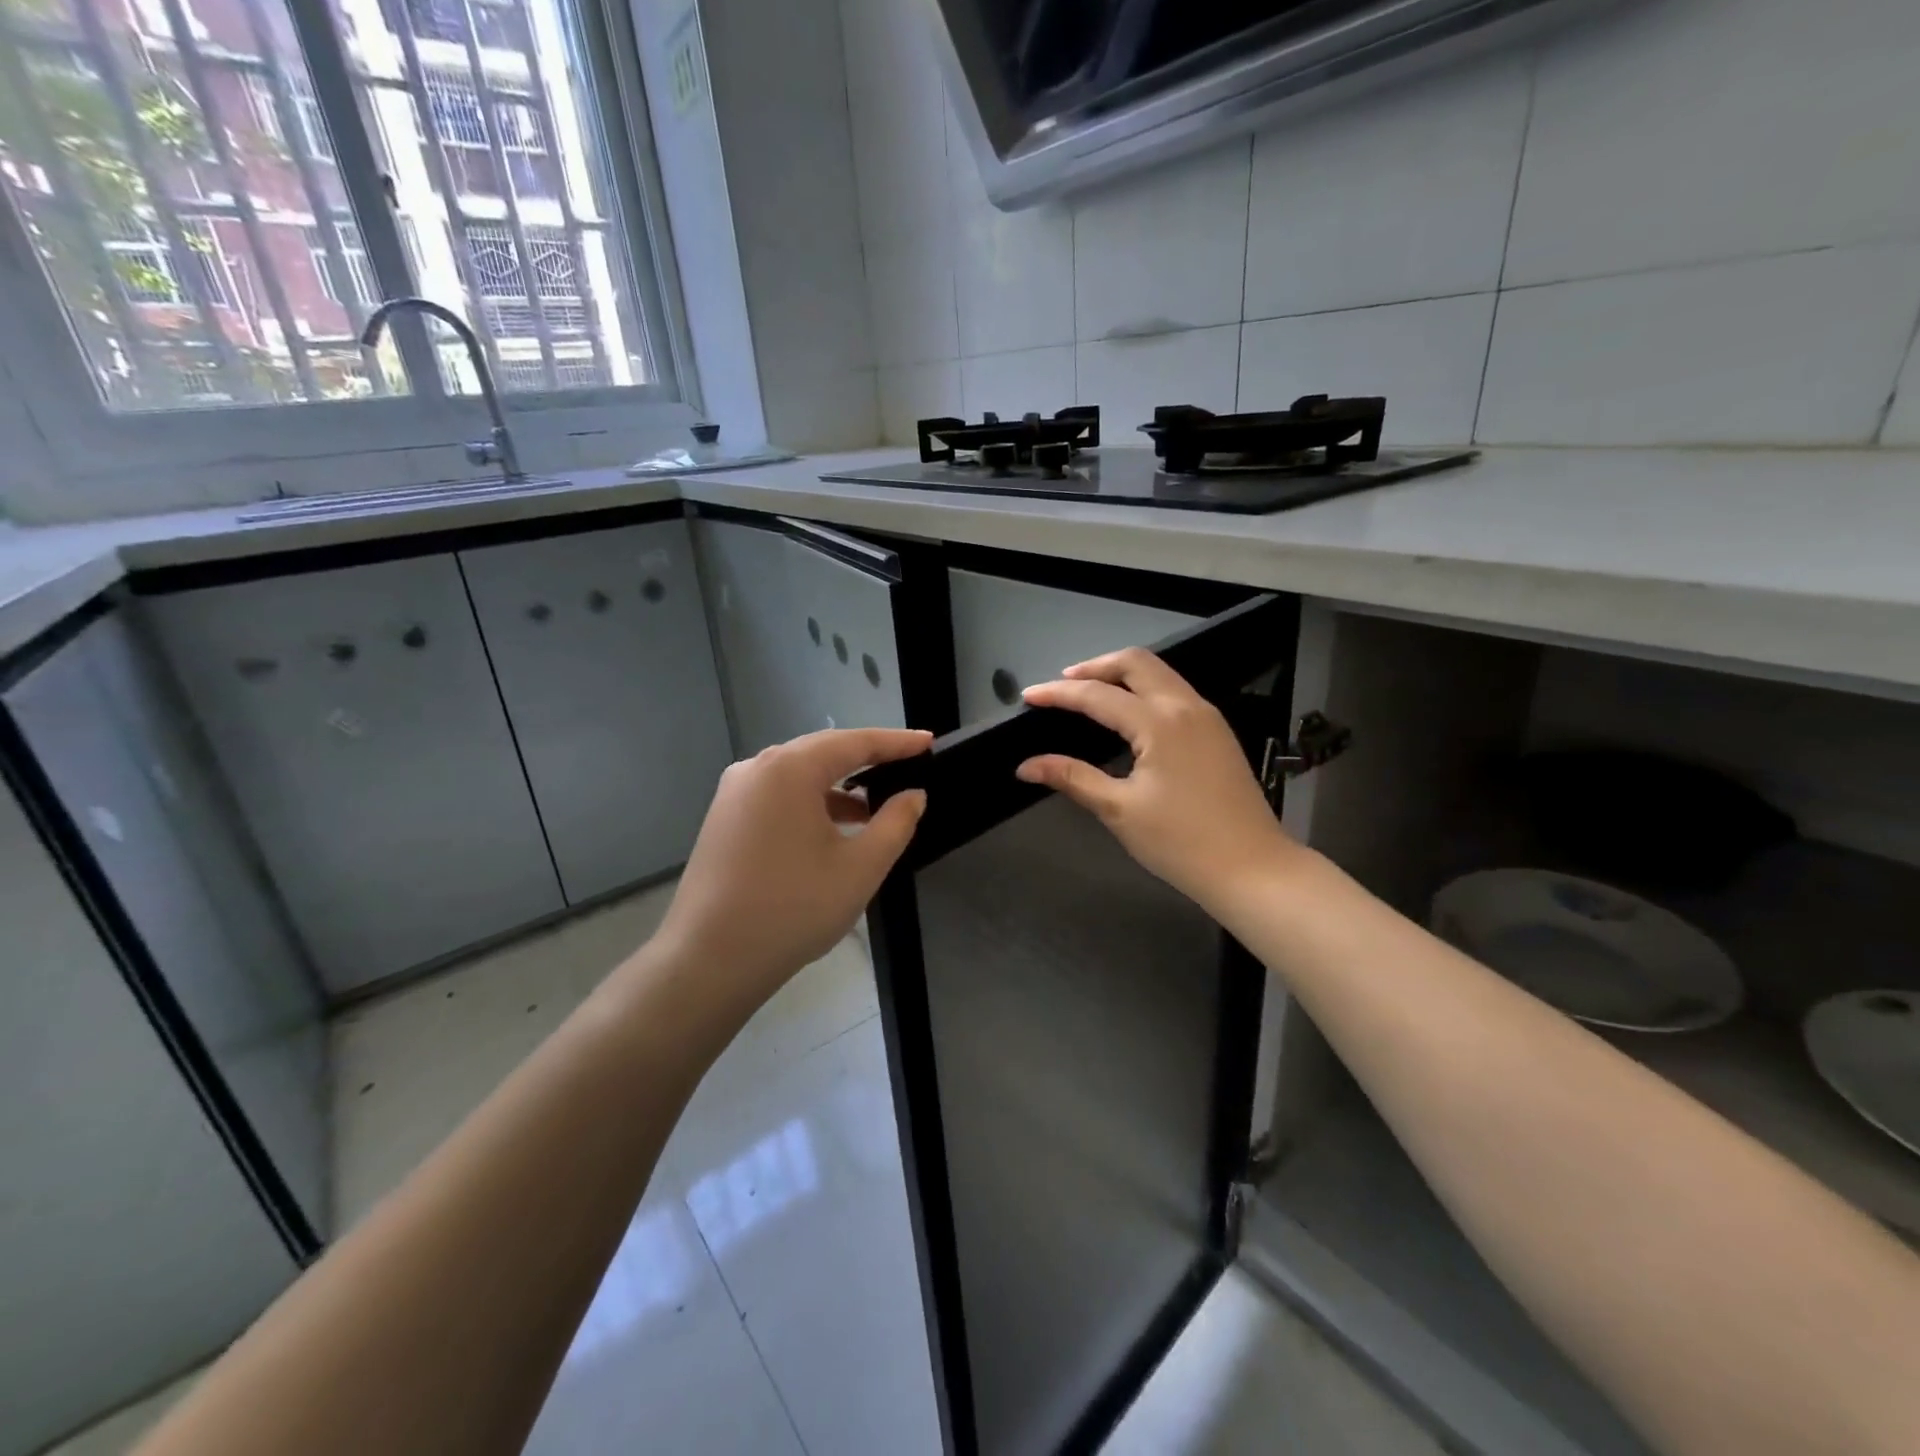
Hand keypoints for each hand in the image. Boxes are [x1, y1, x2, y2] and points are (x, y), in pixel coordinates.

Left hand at [655, 728, 929, 1005]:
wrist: (709, 961)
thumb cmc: (793, 909)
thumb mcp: (860, 867)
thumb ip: (895, 823)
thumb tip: (912, 795)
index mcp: (789, 769)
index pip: (854, 742)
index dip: (896, 742)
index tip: (929, 741)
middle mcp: (756, 769)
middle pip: (822, 752)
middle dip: (867, 759)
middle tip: (907, 766)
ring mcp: (734, 794)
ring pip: (798, 776)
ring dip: (839, 786)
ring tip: (876, 808)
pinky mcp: (724, 819)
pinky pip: (778, 796)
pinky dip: (811, 803)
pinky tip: (833, 830)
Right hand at [1017, 649, 1300, 918]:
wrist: (1252, 868)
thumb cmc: (1180, 842)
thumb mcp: (1119, 810)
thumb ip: (1072, 778)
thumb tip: (1026, 766)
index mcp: (1159, 723)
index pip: (1098, 695)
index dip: (1058, 694)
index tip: (1028, 697)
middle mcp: (1185, 706)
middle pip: (1136, 662)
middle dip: (1095, 667)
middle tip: (1062, 685)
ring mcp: (1207, 716)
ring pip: (1160, 673)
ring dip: (1122, 674)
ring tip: (1090, 692)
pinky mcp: (1217, 731)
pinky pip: (1175, 690)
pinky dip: (1145, 688)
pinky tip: (1128, 712)